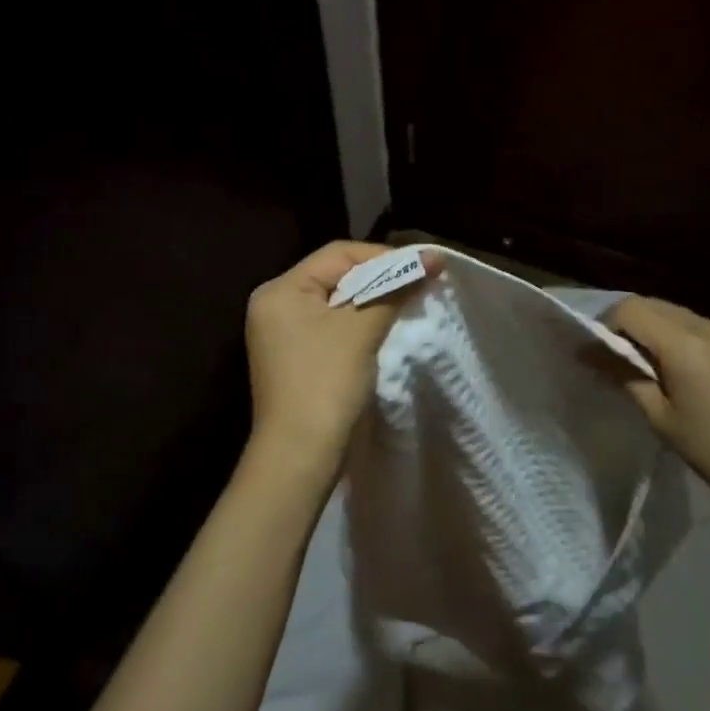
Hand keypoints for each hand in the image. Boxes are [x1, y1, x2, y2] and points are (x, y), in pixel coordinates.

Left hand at [244, 242, 439, 482]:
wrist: (299, 456)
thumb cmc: (326, 383)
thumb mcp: (361, 330)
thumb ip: (395, 288)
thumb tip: (433, 258)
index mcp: (281, 290)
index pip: (338, 254)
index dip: (384, 256)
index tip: (426, 265)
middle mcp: (276, 305)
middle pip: (336, 275)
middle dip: (380, 276)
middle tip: (422, 282)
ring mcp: (284, 334)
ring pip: (337, 301)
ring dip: (374, 299)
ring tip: (410, 300)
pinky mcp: (297, 358)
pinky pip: (333, 325)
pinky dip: (360, 322)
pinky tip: (386, 326)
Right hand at [609, 296, 709, 514]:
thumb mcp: (661, 417)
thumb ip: (625, 377)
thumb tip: (589, 354)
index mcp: (685, 343)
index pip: (631, 310)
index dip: (606, 326)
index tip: (597, 354)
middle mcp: (709, 326)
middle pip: (654, 305)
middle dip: (627, 325)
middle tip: (614, 360)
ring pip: (677, 315)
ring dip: (653, 331)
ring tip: (646, 368)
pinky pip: (699, 328)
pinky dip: (678, 338)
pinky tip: (678, 372)